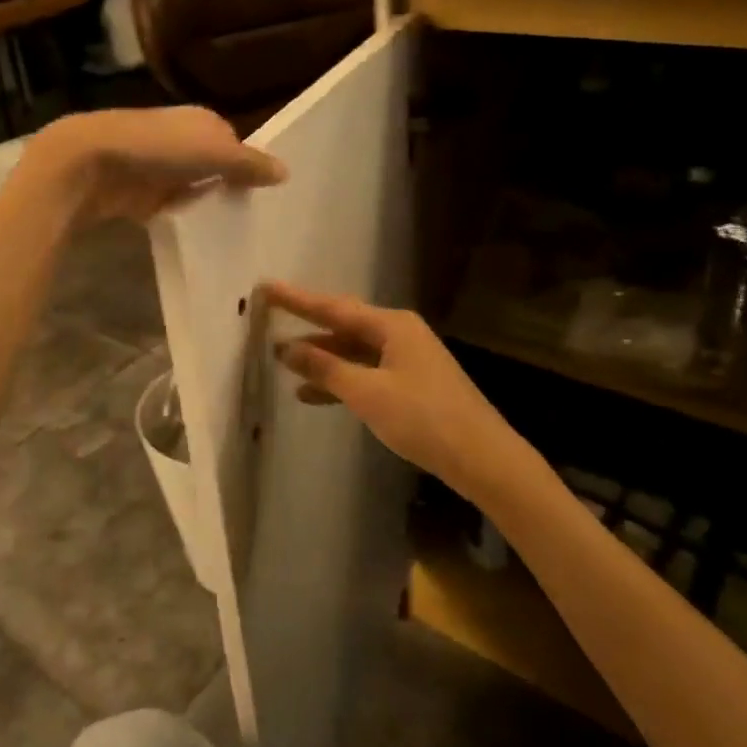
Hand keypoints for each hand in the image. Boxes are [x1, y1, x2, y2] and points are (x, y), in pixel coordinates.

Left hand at [19, 107, 285, 225]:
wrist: (91, 162)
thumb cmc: (159, 148)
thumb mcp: (215, 152)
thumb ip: (250, 164)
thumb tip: (286, 172)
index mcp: (201, 121)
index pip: (235, 144)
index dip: (249, 168)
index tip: (265, 197)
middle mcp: (180, 140)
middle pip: (212, 169)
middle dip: (227, 190)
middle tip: (253, 221)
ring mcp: (157, 168)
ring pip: (191, 190)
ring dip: (204, 207)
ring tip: (231, 235)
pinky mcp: (138, 195)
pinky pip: (169, 210)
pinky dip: (180, 220)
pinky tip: (197, 239)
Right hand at [264, 281, 527, 500]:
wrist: (481, 458)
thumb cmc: (423, 418)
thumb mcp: (367, 392)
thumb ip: (325, 368)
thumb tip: (286, 347)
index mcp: (392, 325)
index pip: (333, 307)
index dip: (297, 299)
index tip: (265, 287)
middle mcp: (399, 334)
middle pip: (344, 325)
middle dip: (307, 325)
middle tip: (269, 318)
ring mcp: (407, 359)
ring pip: (353, 351)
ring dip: (321, 358)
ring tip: (282, 361)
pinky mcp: (410, 384)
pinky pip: (365, 373)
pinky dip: (340, 381)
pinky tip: (312, 394)